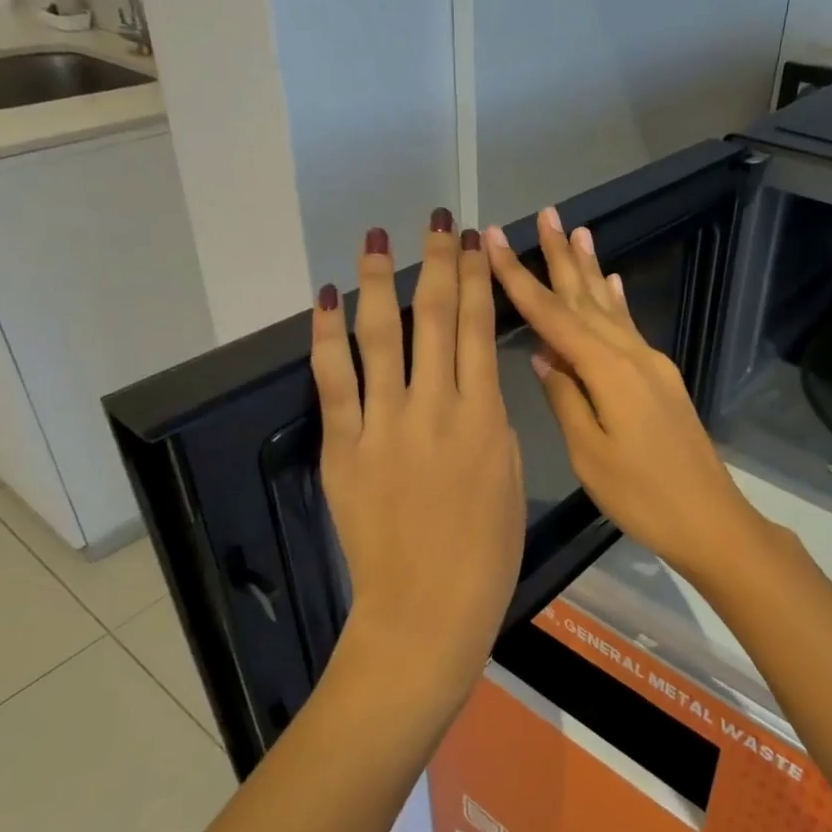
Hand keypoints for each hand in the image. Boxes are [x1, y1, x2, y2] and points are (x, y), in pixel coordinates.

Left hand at [312, 212, 524, 706]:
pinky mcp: (344, 447)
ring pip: (381, 336)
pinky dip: (326, 336)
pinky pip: (333, 381)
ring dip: (379, 282)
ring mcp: (385, 425)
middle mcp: (436, 407)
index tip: (475, 242)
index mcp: (484, 416)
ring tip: (376, 239)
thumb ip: (490, 424)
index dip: (477, 279)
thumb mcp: (508, 478)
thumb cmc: (485, 553)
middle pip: (435, 318)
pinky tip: (324, 299)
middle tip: (436, 222)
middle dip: (438, 263)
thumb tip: (472, 387)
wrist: (427, 609)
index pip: (478, 329)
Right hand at [484, 208, 773, 582]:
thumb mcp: (590, 454)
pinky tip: (614, 282)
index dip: (521, 278)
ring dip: (591, 269)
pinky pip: (630, 327)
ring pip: (610, 306)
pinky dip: (618, 301)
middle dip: (562, 256)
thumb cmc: (643, 495)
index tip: (499, 241)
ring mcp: (651, 364)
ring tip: (578, 231)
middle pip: (586, 298)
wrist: (709, 518)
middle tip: (546, 213)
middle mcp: (631, 355)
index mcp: (608, 371)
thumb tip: (544, 356)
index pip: (554, 316)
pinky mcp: (661, 379)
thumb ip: (565, 398)